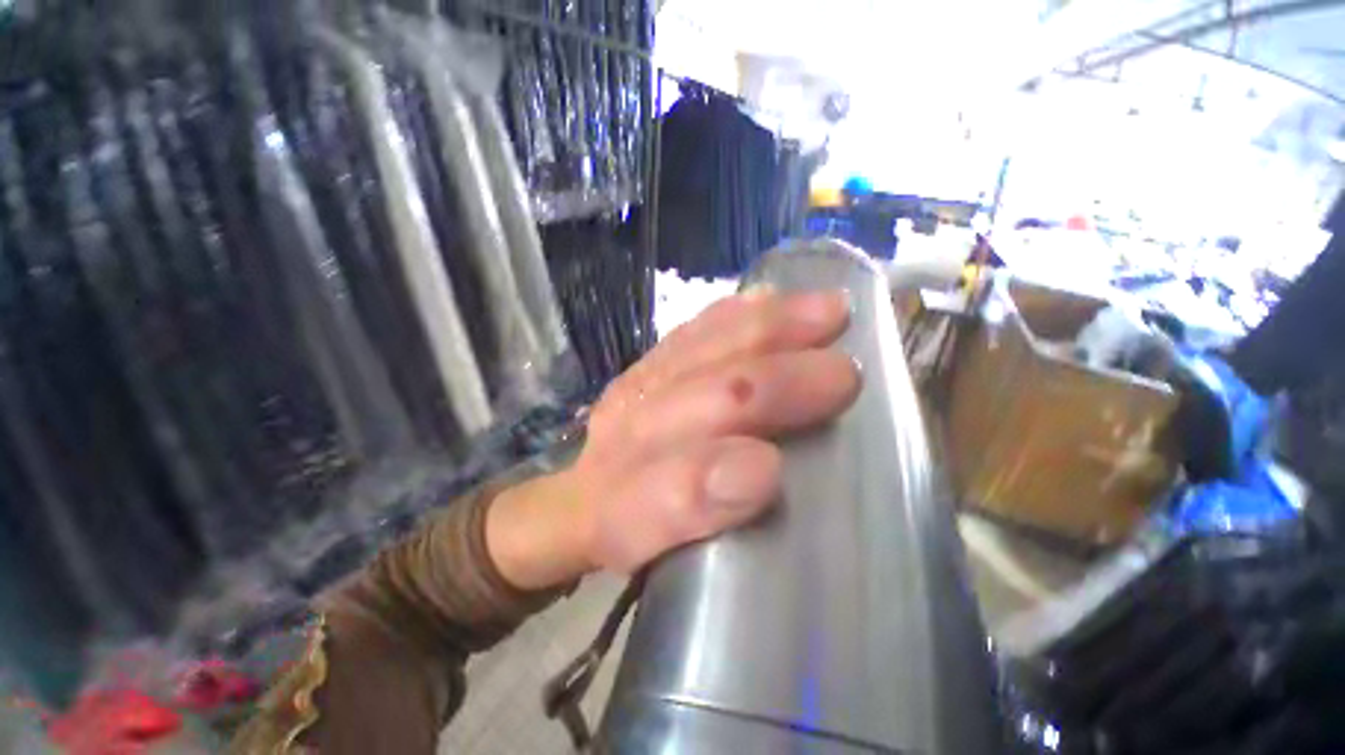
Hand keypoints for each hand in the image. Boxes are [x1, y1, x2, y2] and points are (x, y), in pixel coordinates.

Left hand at [486, 290, 858, 589]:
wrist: (579, 496)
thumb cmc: (631, 529)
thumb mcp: (642, 550)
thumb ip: (684, 516)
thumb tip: (759, 472)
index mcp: (617, 505)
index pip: (658, 493)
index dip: (705, 480)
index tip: (770, 468)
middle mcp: (622, 438)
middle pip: (696, 402)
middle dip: (767, 388)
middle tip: (843, 375)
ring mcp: (634, 390)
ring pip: (699, 353)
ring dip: (764, 334)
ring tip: (825, 313)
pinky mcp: (644, 364)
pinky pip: (689, 334)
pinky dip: (731, 316)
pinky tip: (766, 298)